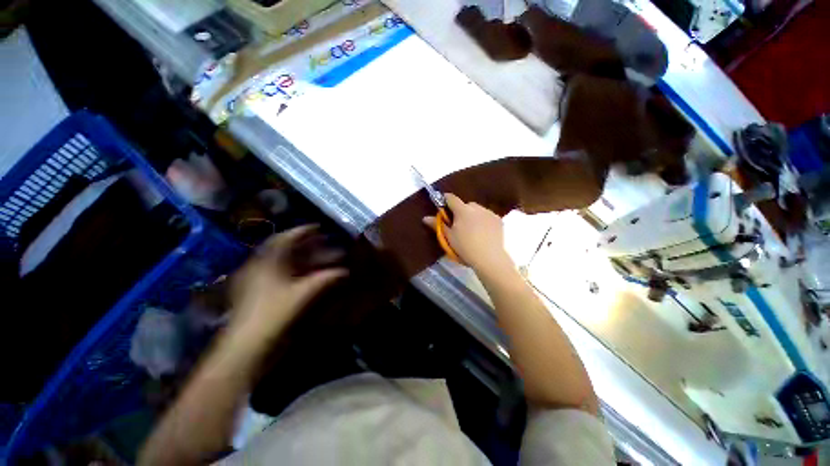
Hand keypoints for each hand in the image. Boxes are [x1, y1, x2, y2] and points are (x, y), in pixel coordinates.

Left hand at [228, 225, 346, 341]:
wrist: (246, 346)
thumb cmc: (274, 314)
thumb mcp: (303, 294)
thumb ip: (326, 279)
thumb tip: (345, 271)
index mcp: (267, 261)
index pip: (286, 238)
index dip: (303, 230)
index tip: (319, 227)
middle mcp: (259, 265)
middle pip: (284, 249)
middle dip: (305, 244)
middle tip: (322, 242)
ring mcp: (256, 279)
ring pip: (281, 262)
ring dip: (301, 258)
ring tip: (318, 258)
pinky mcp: (256, 292)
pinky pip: (277, 274)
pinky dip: (293, 271)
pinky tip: (304, 275)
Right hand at [423, 193, 512, 272]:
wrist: (489, 258)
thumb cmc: (465, 247)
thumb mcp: (449, 237)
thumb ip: (438, 225)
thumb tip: (425, 218)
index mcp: (462, 210)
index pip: (451, 198)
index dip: (445, 199)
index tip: (443, 204)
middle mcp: (476, 208)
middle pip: (466, 205)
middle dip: (461, 211)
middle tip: (459, 225)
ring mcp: (489, 213)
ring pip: (477, 210)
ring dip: (473, 215)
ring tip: (473, 230)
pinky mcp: (498, 220)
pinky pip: (487, 216)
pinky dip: (483, 220)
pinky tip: (483, 233)